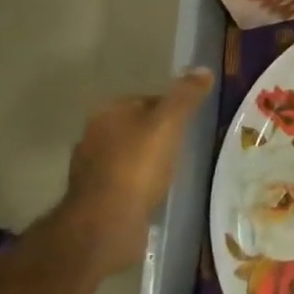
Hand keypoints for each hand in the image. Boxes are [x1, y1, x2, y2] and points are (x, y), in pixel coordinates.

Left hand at [58, 69, 214, 276]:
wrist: (105, 224)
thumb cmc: (138, 166)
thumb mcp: (169, 123)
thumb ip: (185, 96)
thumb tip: (203, 69)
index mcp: (108, 112)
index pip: (145, 99)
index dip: (169, 108)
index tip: (188, 123)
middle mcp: (92, 135)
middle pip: (134, 127)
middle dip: (156, 134)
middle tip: (183, 146)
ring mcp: (90, 169)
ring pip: (127, 155)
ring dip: (146, 161)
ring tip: (172, 171)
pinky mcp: (94, 198)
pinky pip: (123, 182)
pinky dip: (137, 184)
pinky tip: (154, 193)